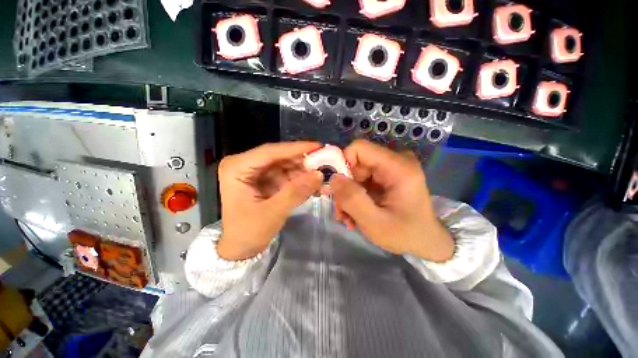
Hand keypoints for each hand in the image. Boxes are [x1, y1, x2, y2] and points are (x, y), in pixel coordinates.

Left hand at [217, 142, 323, 259]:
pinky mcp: (265, 179)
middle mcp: (245, 164)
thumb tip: (319, 174)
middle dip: (302, 161)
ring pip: (285, 165)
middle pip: (279, 157)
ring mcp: (256, 171)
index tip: (318, 146)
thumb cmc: (248, 232)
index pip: (269, 152)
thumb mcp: (273, 213)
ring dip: (304, 171)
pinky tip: (313, 184)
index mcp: (237, 168)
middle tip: (325, 163)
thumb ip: (296, 192)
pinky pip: (286, 174)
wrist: (240, 249)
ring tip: (322, 176)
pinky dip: (300, 179)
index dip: (296, 148)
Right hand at [328, 140, 453, 261]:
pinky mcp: (388, 176)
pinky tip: (356, 213)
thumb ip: (352, 199)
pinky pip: (363, 180)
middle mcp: (396, 161)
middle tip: (342, 210)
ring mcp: (392, 168)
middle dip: (344, 186)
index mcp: (398, 167)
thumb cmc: (406, 236)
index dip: (342, 164)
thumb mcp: (375, 223)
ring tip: (348, 216)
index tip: (336, 188)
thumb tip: (333, 178)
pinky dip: (356, 196)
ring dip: (349, 194)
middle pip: (356, 163)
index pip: (359, 148)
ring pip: (356, 172)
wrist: (427, 243)